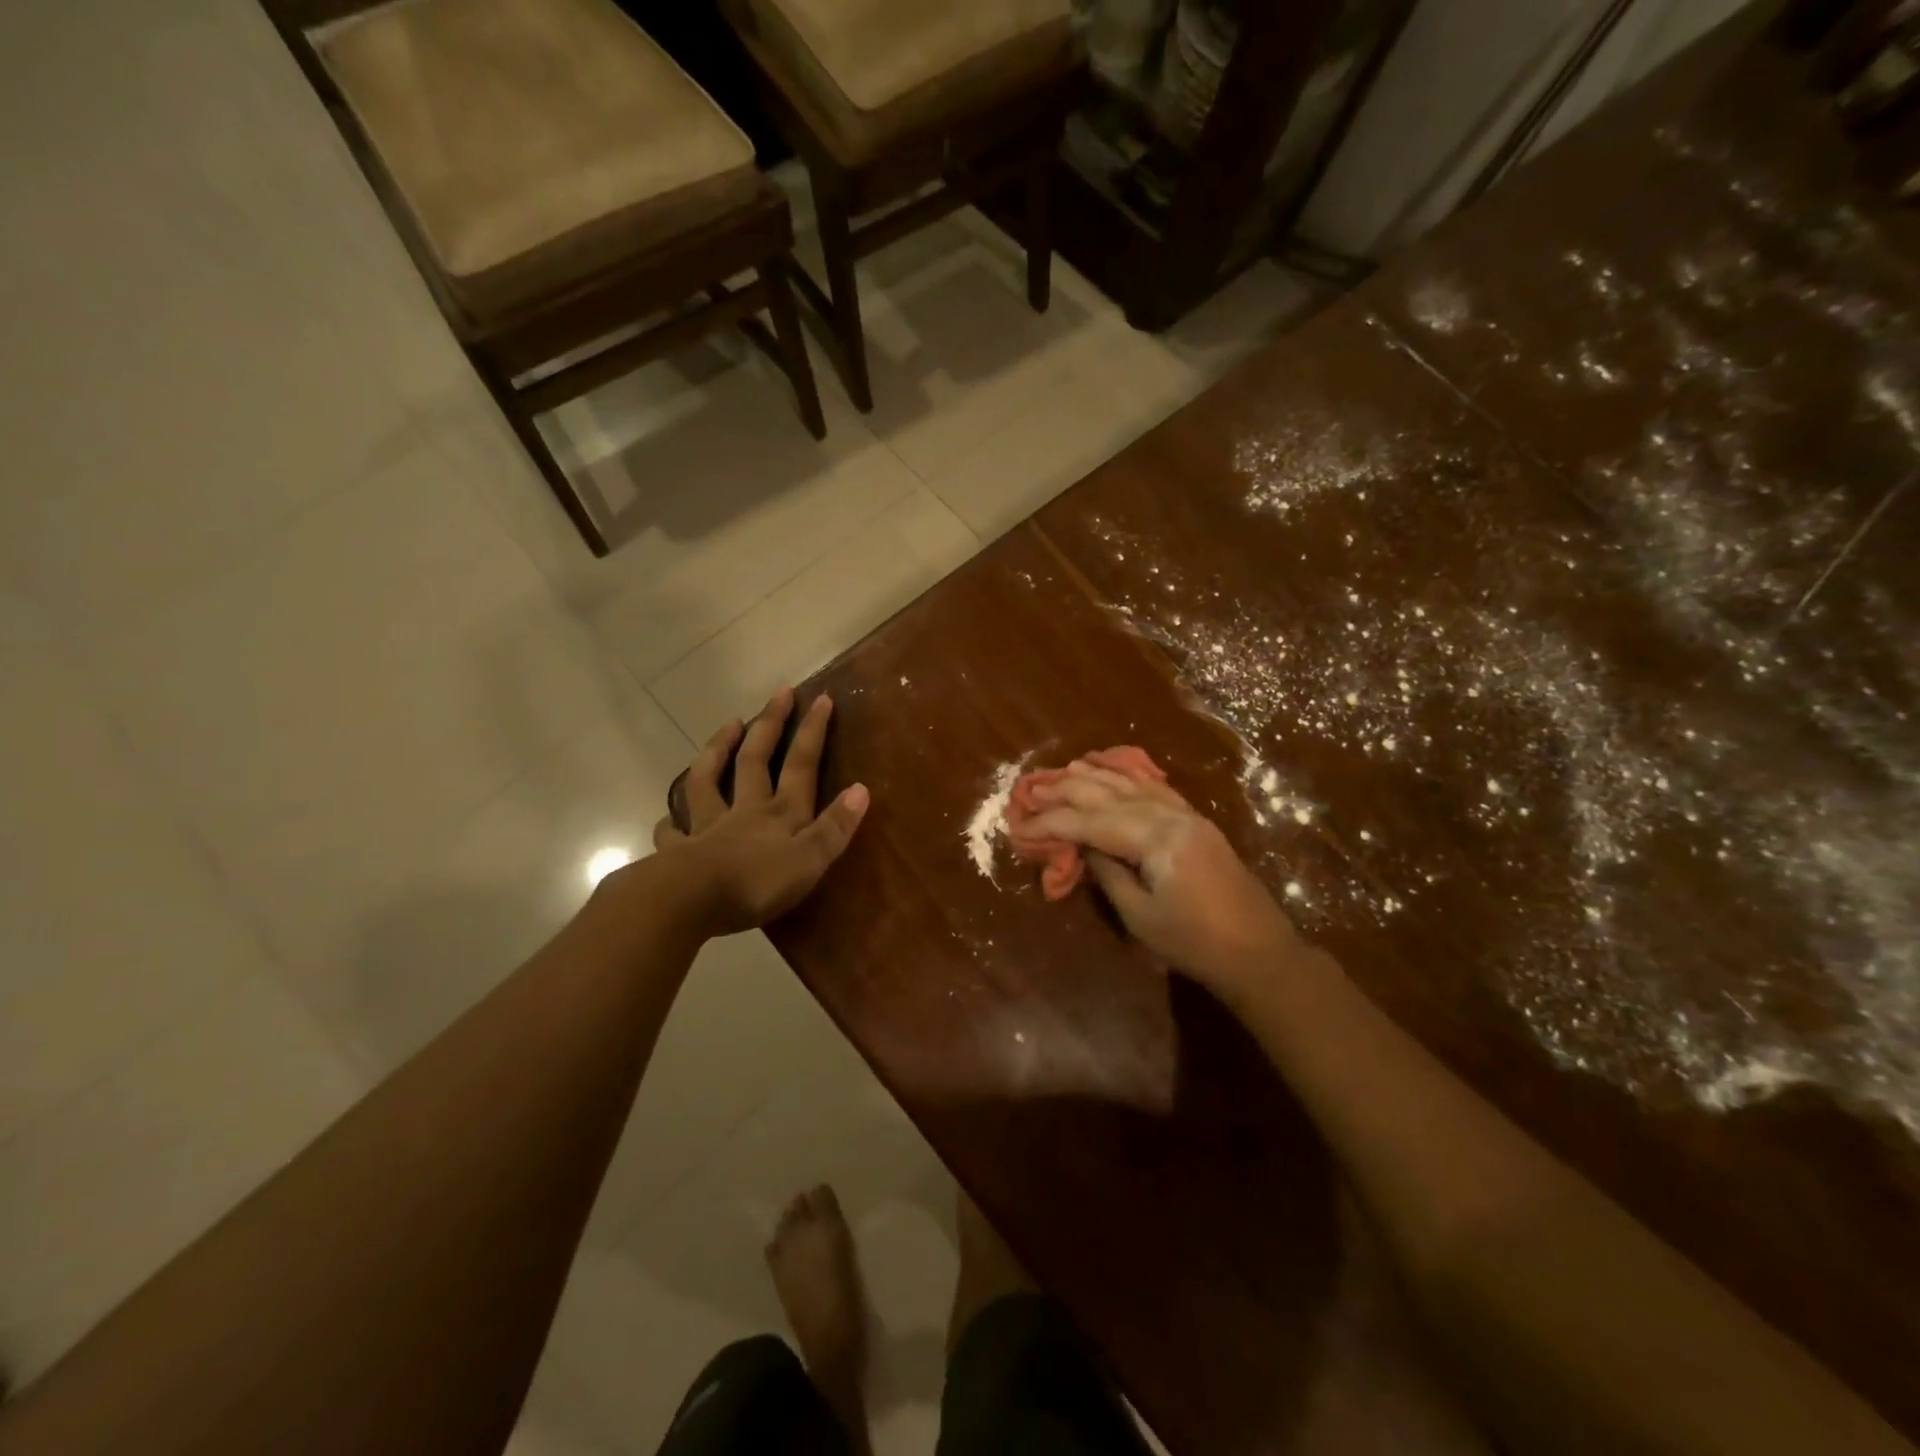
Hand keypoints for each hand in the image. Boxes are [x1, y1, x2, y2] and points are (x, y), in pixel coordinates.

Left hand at [649, 688, 869, 936]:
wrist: (690, 901)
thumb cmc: (757, 883)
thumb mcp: (810, 859)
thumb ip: (835, 826)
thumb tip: (861, 789)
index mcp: (780, 813)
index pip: (801, 765)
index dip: (812, 732)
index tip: (821, 699)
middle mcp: (745, 810)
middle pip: (756, 760)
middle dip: (770, 725)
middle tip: (779, 693)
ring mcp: (708, 828)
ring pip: (708, 781)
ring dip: (718, 751)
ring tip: (728, 725)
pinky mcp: (679, 853)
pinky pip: (673, 833)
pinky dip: (671, 824)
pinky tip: (668, 820)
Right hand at [1020, 762, 1297, 990]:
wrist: (1259, 953)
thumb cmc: (1194, 943)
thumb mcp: (1140, 915)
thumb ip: (1107, 872)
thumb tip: (1080, 844)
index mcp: (1158, 839)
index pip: (1092, 821)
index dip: (1053, 821)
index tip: (1021, 823)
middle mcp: (1172, 816)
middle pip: (1110, 794)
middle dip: (1068, 790)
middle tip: (1032, 787)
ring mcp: (1188, 815)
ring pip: (1132, 785)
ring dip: (1095, 777)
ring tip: (1063, 770)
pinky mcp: (1196, 822)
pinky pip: (1156, 789)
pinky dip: (1128, 778)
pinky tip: (1113, 771)